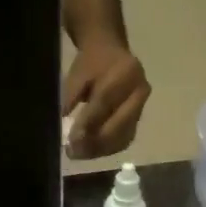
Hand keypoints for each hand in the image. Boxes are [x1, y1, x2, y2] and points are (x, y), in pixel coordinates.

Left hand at [63, 36, 149, 158]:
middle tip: (73, 152)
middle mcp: (140, 92)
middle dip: (95, 142)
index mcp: (126, 72)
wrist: (111, 53)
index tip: (70, 139)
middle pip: (119, 125)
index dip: (87, 123)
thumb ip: (70, 95)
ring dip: (99, 149)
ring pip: (122, 137)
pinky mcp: (139, 120)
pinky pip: (124, 139)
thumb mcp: (78, 73)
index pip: (105, 102)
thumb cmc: (92, 63)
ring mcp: (142, 108)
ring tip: (79, 154)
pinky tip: (90, 151)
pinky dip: (107, 148)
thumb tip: (63, 121)